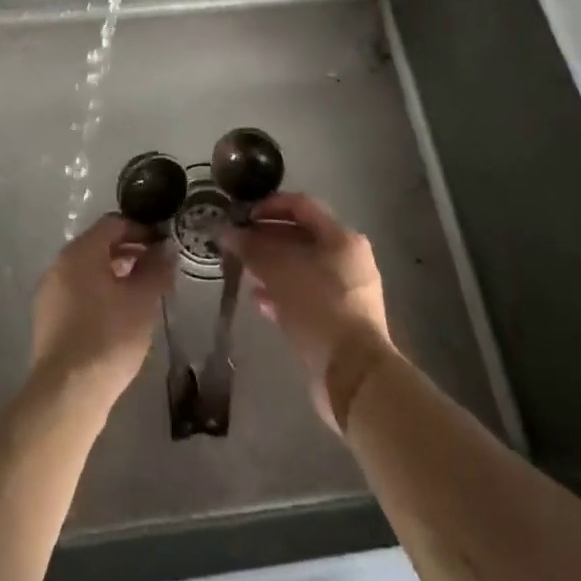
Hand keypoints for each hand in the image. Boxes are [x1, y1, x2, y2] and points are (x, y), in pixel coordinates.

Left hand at [31, 214, 174, 407]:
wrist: (67, 393)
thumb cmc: (109, 336)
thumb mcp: (143, 300)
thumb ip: (157, 269)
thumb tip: (166, 250)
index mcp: (80, 252)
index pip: (114, 223)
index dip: (142, 230)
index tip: (163, 246)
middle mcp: (59, 264)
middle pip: (99, 245)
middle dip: (130, 252)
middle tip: (156, 269)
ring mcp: (49, 292)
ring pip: (88, 270)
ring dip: (116, 274)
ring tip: (141, 294)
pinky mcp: (47, 319)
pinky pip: (77, 292)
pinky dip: (100, 293)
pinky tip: (119, 316)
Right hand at [223, 193, 393, 430]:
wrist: (354, 374)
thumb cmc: (319, 307)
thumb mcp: (280, 271)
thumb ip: (251, 248)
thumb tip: (226, 232)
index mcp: (341, 237)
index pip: (302, 205)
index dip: (269, 206)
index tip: (243, 216)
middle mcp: (348, 259)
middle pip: (301, 237)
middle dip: (267, 239)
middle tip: (238, 245)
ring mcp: (346, 291)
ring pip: (302, 268)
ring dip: (271, 268)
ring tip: (244, 272)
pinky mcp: (339, 321)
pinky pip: (306, 296)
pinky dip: (282, 294)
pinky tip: (258, 302)